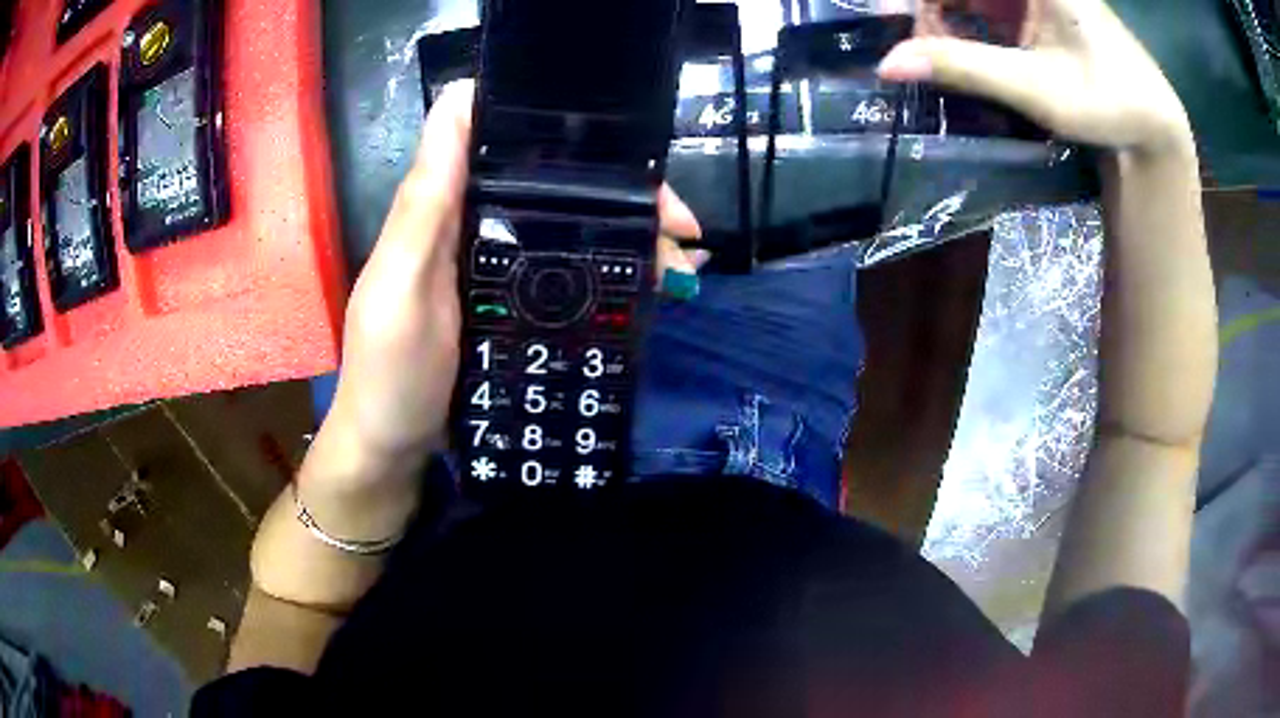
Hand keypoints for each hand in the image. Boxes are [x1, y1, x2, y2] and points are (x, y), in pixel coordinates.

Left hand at [322, 81, 703, 480]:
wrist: (394, 451)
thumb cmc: (391, 373)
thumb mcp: (401, 288)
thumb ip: (425, 204)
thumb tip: (457, 97)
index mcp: (447, 206)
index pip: (509, 141)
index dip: (564, 128)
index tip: (627, 146)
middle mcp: (477, 224)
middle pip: (558, 186)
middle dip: (625, 195)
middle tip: (682, 227)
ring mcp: (499, 266)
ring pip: (573, 228)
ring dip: (630, 235)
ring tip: (683, 265)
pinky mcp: (515, 306)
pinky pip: (571, 274)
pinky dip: (613, 273)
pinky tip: (653, 286)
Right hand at [878, 0, 1193, 156]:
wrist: (1151, 121)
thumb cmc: (1108, 103)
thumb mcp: (1037, 88)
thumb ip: (964, 67)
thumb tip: (887, 64)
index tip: (890, 14)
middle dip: (928, 6)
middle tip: (913, 41)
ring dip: (940, 13)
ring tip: (935, 51)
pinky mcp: (1030, 1)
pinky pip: (980, 0)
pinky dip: (959, 20)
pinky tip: (956, 46)